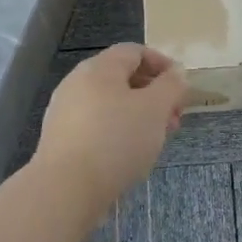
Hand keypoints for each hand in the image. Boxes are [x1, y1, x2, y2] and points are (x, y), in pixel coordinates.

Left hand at [33, 44, 187, 224]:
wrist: (66, 189)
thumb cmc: (116, 140)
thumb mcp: (155, 109)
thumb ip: (171, 86)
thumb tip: (176, 73)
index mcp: (99, 68)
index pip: (135, 51)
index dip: (162, 64)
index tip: (181, 88)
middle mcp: (77, 82)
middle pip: (122, 78)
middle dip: (153, 94)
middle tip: (173, 119)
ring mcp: (64, 111)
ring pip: (109, 103)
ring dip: (137, 115)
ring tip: (154, 140)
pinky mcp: (60, 139)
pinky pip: (95, 125)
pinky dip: (117, 131)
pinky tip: (127, 155)